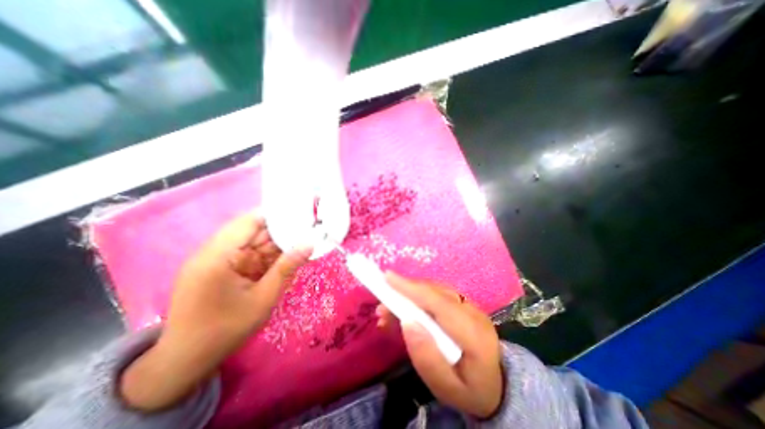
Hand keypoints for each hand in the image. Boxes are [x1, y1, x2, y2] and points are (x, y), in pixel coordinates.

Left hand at [119, 213, 310, 410]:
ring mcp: (214, 258)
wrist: (185, 360)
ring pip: (252, 241)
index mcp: (218, 255)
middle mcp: (213, 250)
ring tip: (302, 241)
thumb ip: (286, 268)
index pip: (250, 221)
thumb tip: (309, 243)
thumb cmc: (226, 330)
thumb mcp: (263, 298)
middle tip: (309, 229)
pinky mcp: (219, 266)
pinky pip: (247, 252)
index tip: (303, 214)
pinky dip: (267, 254)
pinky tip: (284, 257)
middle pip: (252, 230)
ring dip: (276, 243)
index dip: (278, 215)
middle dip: (281, 230)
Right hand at [378, 275, 505, 418]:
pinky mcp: (462, 304)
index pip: (439, 303)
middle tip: (382, 306)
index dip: (412, 289)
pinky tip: (405, 309)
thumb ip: (427, 357)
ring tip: (389, 310)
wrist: (497, 386)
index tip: (388, 278)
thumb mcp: (447, 388)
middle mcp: (472, 312)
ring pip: (434, 290)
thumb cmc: (471, 391)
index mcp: (473, 334)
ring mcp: (469, 305)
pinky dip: (417, 297)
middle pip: (434, 292)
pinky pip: (436, 294)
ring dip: (409, 294)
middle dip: (405, 292)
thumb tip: (407, 322)